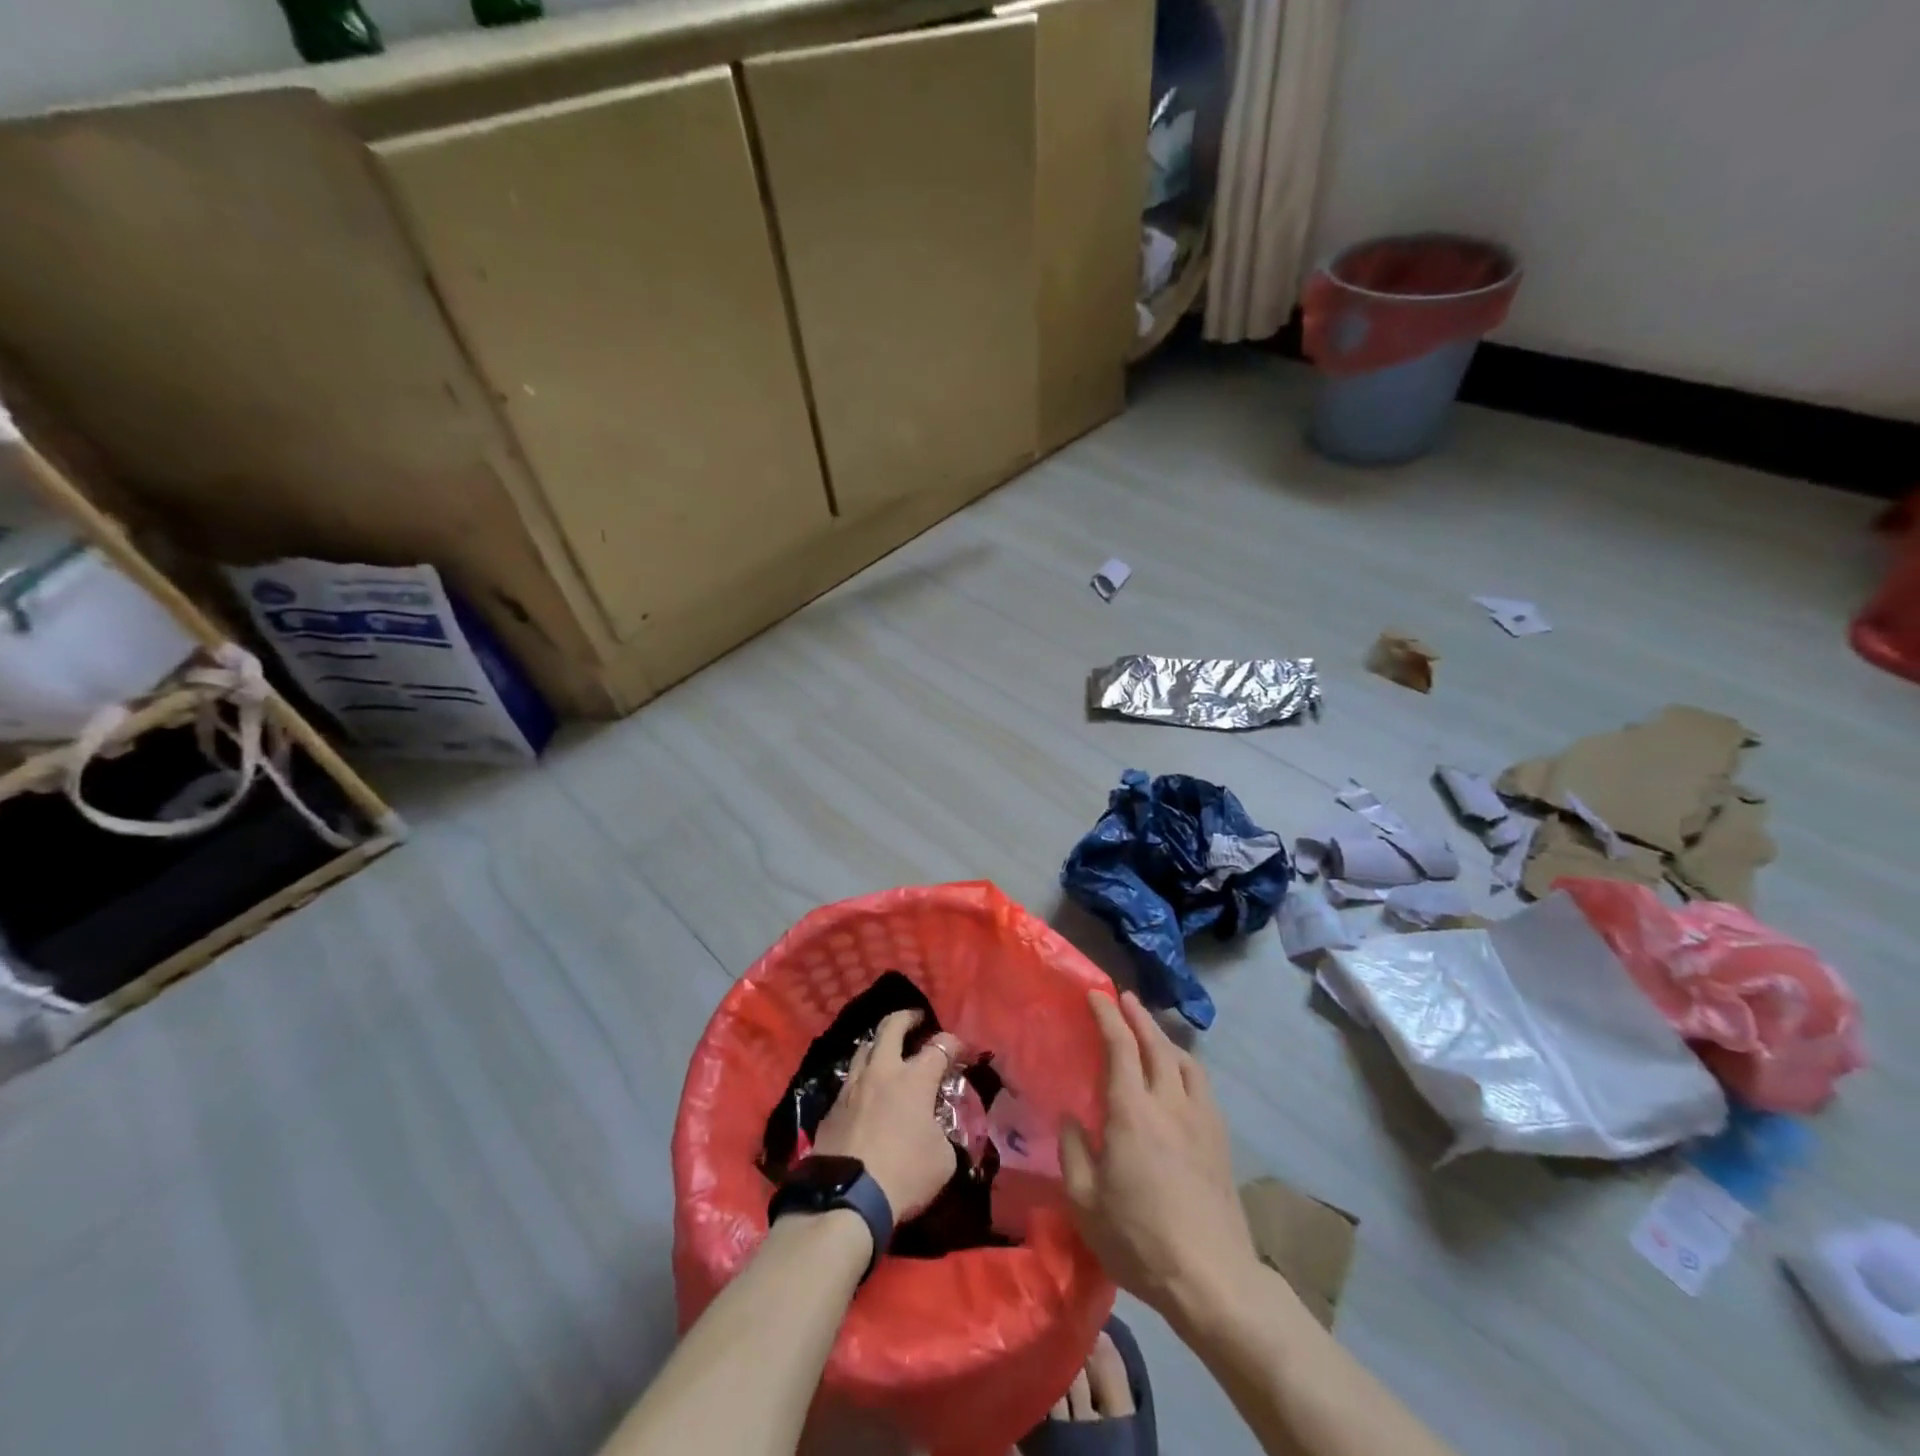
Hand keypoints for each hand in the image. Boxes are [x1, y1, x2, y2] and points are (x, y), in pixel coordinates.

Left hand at [812, 1010, 962, 1221]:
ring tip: (887, 1051)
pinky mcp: (832, 1107)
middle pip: (891, 1027)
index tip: (962, 1051)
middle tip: (916, 1020)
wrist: (847, 1198)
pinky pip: (849, 1080)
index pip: (940, 1046)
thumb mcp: (943, 1160)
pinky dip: (862, 1077)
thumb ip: (945, 1134)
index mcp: (914, 1078)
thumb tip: (939, 1129)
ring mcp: (852, 1086)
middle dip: (907, 1018)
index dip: (955, 1044)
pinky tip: (867, 1091)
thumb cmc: (904, 1175)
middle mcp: (882, 1071)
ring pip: (864, 1048)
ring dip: (879, 1044)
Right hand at [1061, 991, 1260, 1332]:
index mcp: (1132, 1111)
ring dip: (1164, 1038)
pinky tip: (1179, 1077)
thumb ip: (1074, 1152)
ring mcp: (1201, 1119)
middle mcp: (1169, 1102)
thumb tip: (1070, 1118)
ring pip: (1184, 1061)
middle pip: (1156, 1043)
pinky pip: (1201, 1085)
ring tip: (1151, 1034)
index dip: (1107, 1015)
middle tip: (1123, 998)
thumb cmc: (1139, 1239)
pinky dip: (1185, 1065)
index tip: (1094, 994)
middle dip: (1138, 1015)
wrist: (1213, 1279)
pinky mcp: (1220, 1139)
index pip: (1120, 1045)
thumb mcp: (1085, 1202)